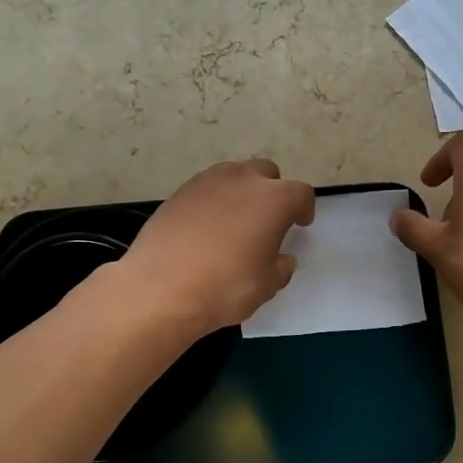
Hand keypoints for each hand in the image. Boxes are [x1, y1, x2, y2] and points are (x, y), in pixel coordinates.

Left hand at [118, 159, 315, 333]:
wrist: (159, 289)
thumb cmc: (224, 288)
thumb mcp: (266, 286)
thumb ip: (280, 266)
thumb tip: (281, 258)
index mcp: (273, 200)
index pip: (300, 193)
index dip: (303, 208)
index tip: (299, 224)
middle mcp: (242, 180)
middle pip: (266, 173)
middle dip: (272, 192)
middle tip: (267, 220)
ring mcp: (206, 182)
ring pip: (234, 176)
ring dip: (241, 192)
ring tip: (235, 222)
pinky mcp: (179, 192)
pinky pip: (206, 189)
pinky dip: (213, 202)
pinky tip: (205, 229)